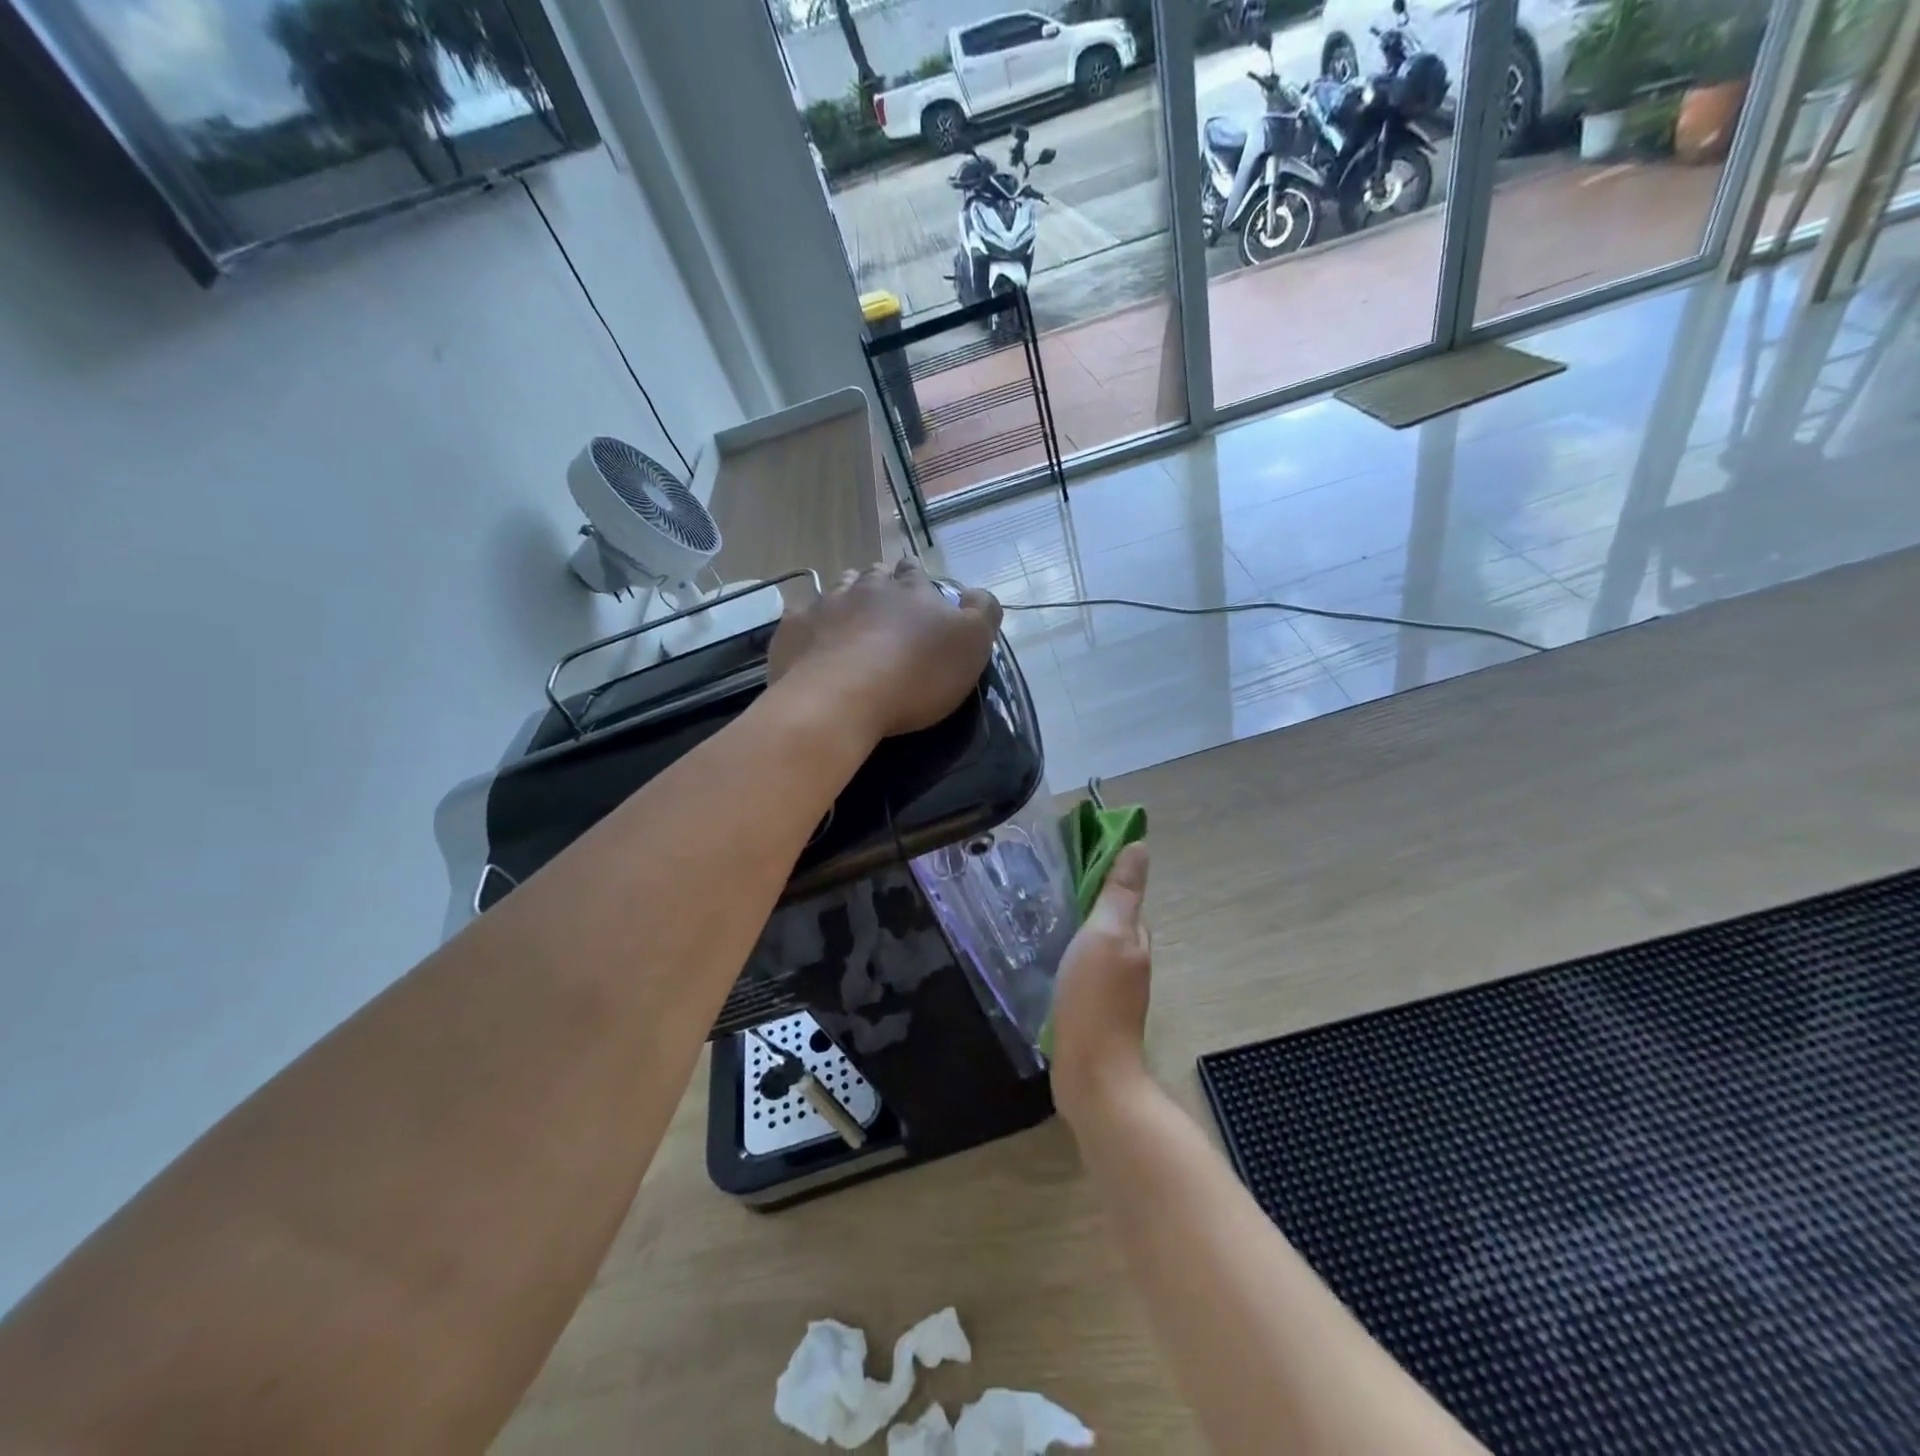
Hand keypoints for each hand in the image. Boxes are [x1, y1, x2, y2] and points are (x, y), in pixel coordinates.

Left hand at [767, 559, 1001, 740]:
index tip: (918, 594)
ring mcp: (825, 604)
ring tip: (849, 620)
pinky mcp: (793, 628)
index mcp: (911, 590)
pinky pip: (802, 617)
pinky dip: (810, 625)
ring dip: (846, 599)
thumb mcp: (972, 645)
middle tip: (883, 608)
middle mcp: (866, 587)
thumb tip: (975, 592)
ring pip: (837, 588)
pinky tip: (812, 643)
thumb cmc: (916, 675)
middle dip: (880, 585)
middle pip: (874, 575)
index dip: (917, 580)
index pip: (915, 572)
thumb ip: (982, 613)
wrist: (842, 698)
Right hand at [1049, 843, 1151, 1125]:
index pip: (1122, 895)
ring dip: (1077, 930)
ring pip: (1096, 946)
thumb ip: (1120, 892)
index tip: (1070, 857)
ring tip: (1041, 919)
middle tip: (1047, 886)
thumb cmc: (1095, 998)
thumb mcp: (1106, 934)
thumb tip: (1140, 845)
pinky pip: (1084, 971)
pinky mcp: (1095, 1012)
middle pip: (1110, 920)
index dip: (1102, 874)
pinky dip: (1070, 958)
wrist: (1092, 1076)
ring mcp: (1114, 990)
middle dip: (1086, 901)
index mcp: (1134, 938)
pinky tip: (1047, 961)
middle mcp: (1130, 961)